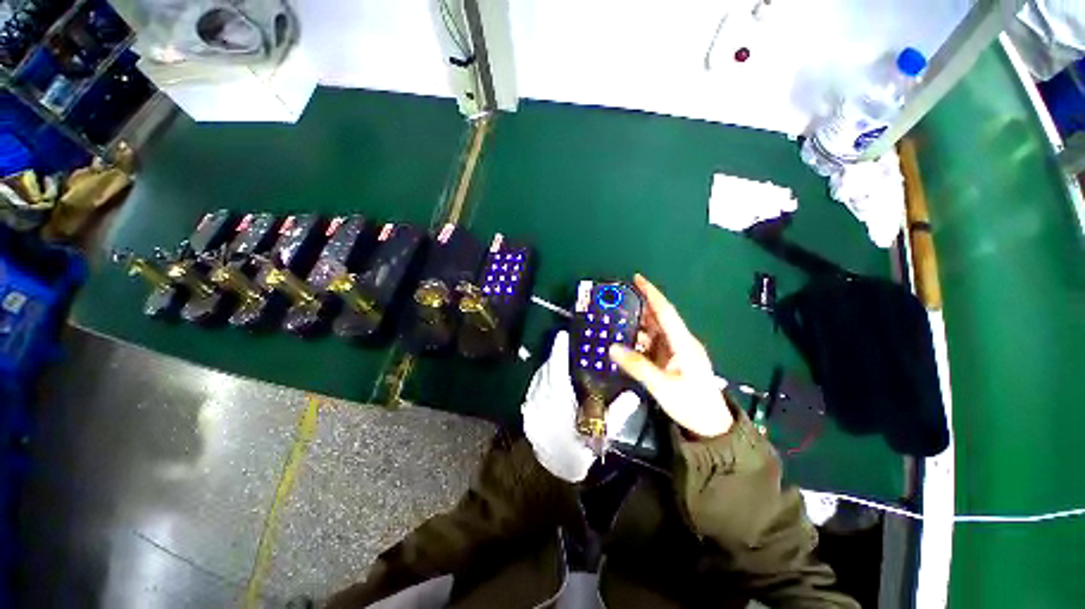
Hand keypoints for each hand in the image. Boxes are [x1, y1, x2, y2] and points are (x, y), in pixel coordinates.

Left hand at [522, 331, 639, 482]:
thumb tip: (634, 395)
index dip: (559, 351)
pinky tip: (550, 382)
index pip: (557, 370)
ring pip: (539, 379)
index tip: (563, 335)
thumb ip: (617, 414)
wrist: (555, 473)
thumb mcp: (601, 434)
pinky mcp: (527, 413)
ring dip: (549, 368)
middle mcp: (541, 402)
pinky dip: (542, 380)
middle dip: (555, 357)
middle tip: (567, 348)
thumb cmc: (580, 451)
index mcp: (558, 404)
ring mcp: (531, 408)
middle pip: (547, 371)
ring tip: (560, 362)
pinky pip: (533, 389)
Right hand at [610, 275, 733, 437]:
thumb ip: (638, 366)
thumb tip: (613, 348)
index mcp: (683, 343)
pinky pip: (652, 344)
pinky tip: (625, 341)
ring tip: (616, 319)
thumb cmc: (691, 405)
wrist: (710, 426)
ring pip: (654, 332)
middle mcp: (680, 342)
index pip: (666, 312)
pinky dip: (638, 341)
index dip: (652, 294)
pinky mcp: (671, 361)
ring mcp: (675, 352)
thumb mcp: (663, 387)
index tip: (637, 278)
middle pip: (659, 319)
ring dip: (637, 325)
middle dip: (640, 306)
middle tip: (617, 299)